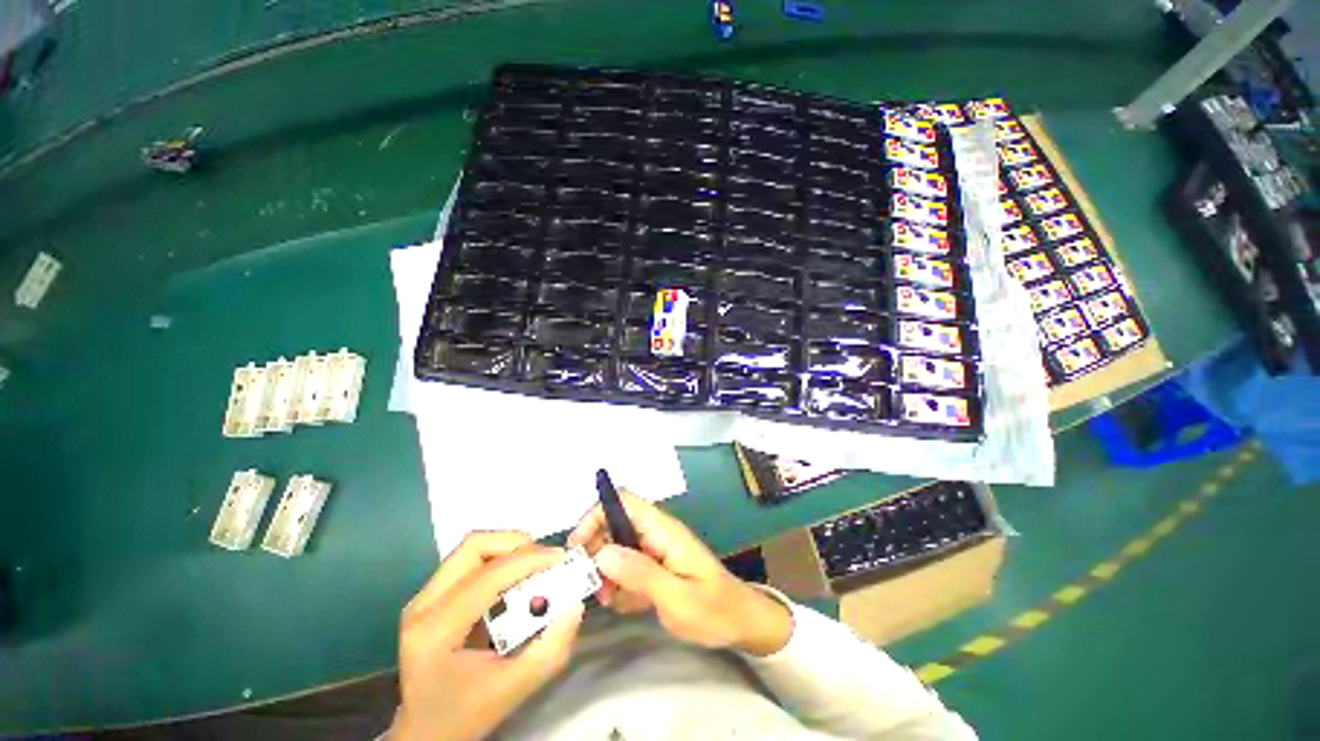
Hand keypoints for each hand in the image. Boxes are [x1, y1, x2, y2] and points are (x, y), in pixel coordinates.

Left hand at [393, 532, 585, 740]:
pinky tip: (513, 581)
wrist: (424, 733)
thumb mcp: (513, 689)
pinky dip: (497, 560)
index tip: (560, 558)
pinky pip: (468, 562)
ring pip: (470, 549)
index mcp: (436, 631)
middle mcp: (422, 606)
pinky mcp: (429, 598)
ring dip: (506, 550)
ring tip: (532, 567)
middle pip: (472, 547)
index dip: (528, 560)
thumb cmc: (465, 714)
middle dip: (515, 545)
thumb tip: (574, 605)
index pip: (487, 576)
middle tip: (544, 560)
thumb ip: (550, 650)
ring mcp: (422, 599)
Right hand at [568, 491, 792, 656]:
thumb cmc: (714, 609)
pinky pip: (627, 565)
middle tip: (593, 585)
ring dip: (606, 572)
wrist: (741, 622)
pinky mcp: (655, 564)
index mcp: (662, 529)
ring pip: (616, 547)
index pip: (623, 501)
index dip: (596, 515)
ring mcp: (655, 548)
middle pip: (614, 524)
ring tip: (611, 600)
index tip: (578, 548)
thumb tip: (601, 553)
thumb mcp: (676, 598)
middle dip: (596, 551)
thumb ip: (640, 573)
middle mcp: (656, 532)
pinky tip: (627, 605)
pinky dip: (619, 583)